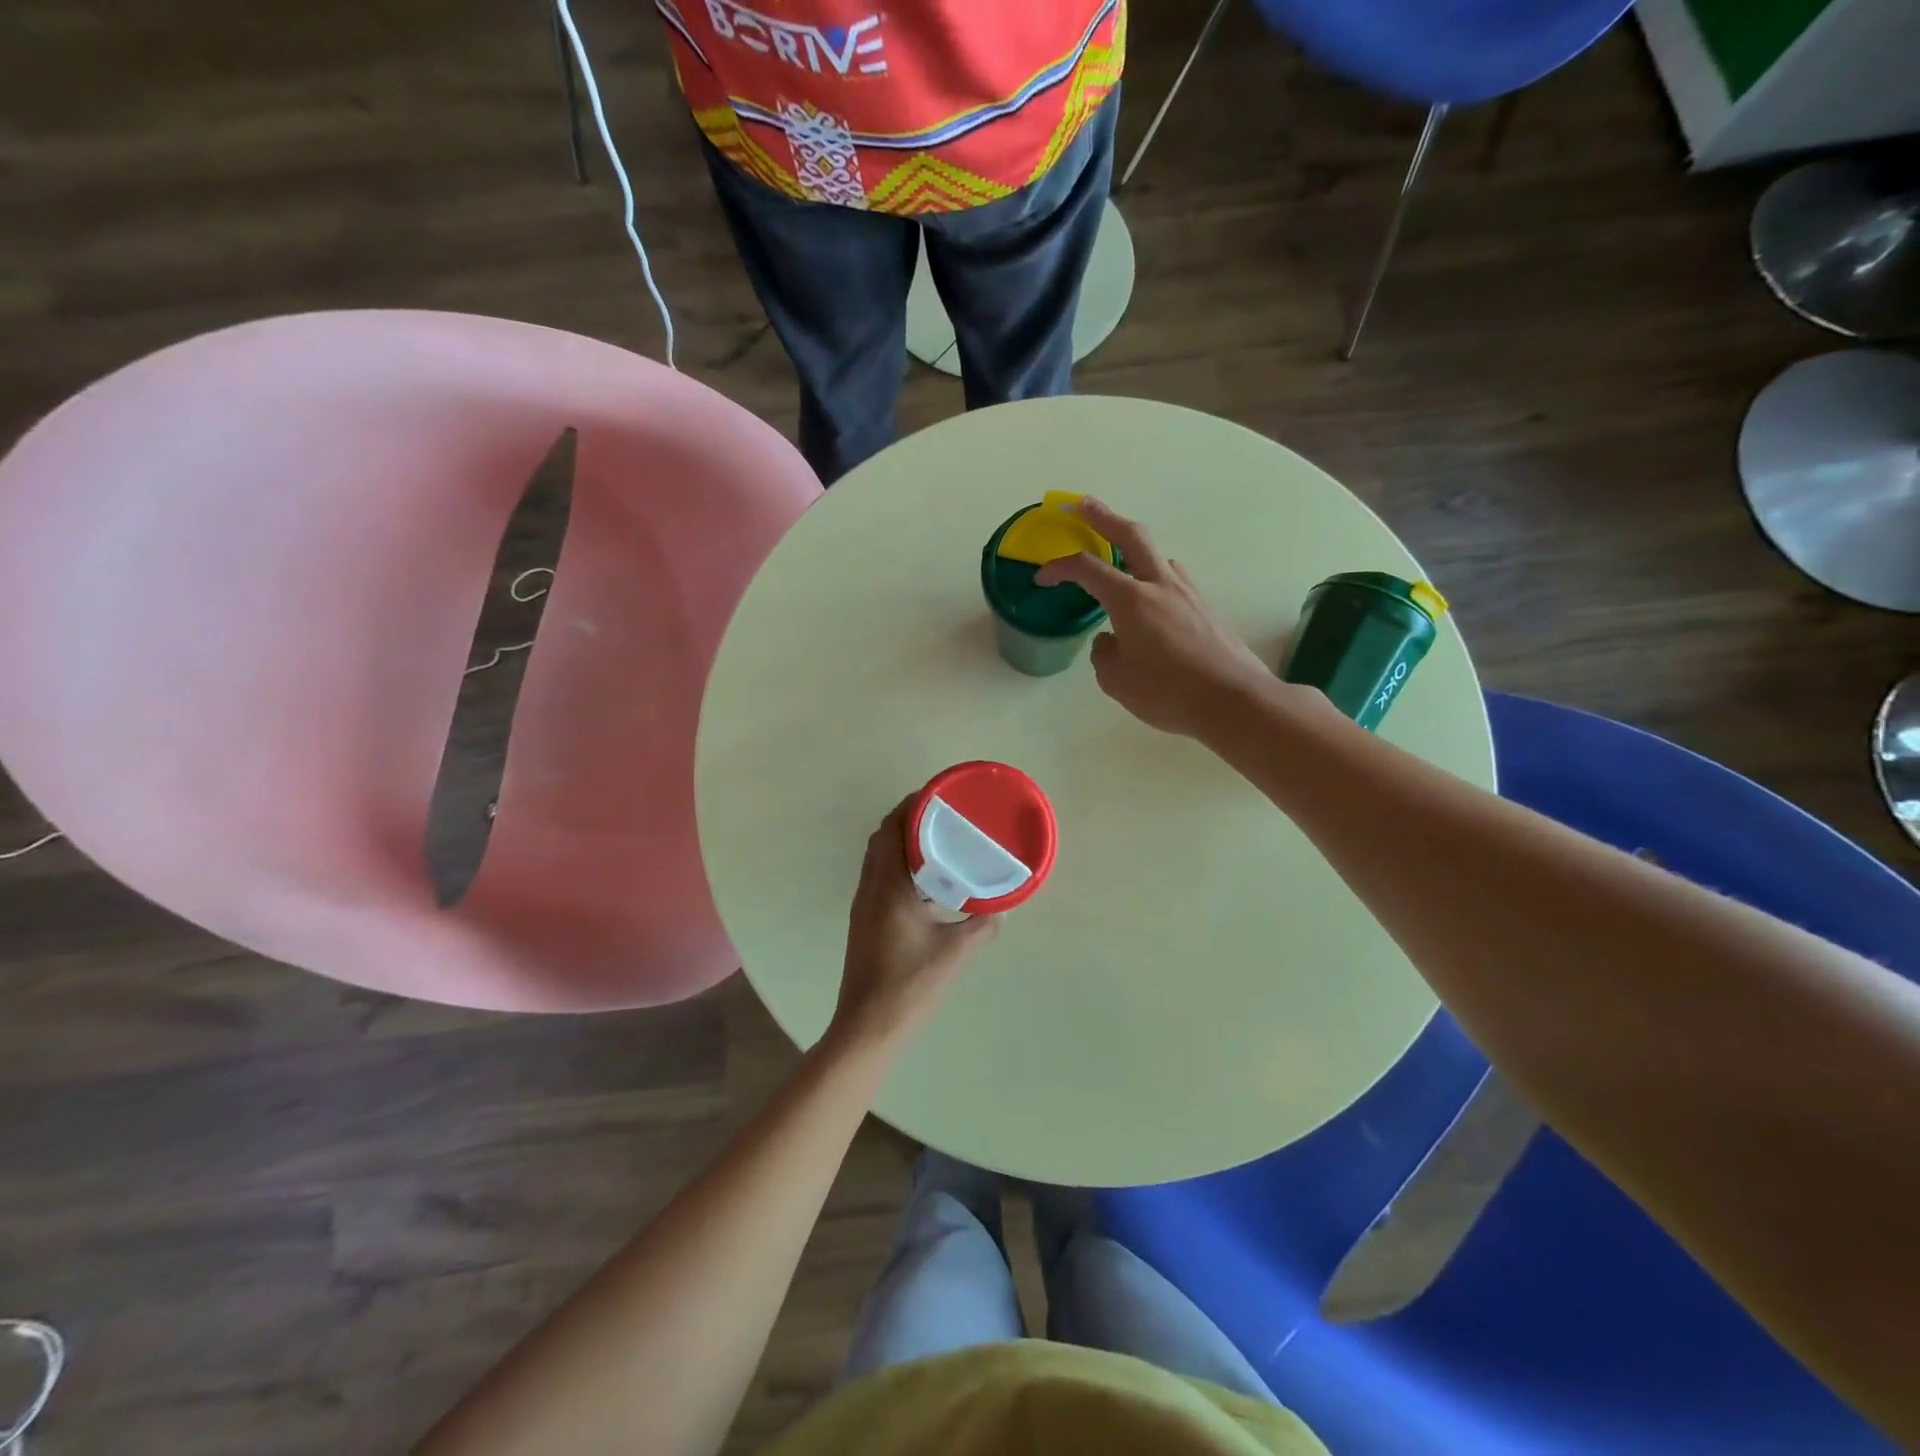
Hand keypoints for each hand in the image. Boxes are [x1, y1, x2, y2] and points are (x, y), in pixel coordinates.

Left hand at [830, 799, 1000, 1050]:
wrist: (868, 1026)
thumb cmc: (910, 984)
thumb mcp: (955, 952)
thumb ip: (982, 926)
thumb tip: (1002, 909)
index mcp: (888, 885)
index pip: (892, 827)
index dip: (912, 804)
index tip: (939, 794)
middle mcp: (870, 887)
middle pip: (883, 837)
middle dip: (909, 818)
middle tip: (943, 815)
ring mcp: (864, 905)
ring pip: (879, 858)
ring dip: (903, 842)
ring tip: (939, 841)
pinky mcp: (866, 920)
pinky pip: (881, 877)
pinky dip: (900, 866)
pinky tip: (928, 883)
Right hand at [1035, 498, 1276, 738]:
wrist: (1234, 700)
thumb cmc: (1168, 692)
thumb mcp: (1117, 681)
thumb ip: (1104, 654)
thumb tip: (1109, 640)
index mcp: (1130, 599)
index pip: (1086, 569)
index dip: (1059, 568)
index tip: (1042, 577)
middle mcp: (1159, 585)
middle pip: (1130, 535)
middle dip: (1103, 516)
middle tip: (1082, 505)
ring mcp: (1187, 593)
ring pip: (1157, 556)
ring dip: (1134, 549)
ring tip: (1121, 562)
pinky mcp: (1205, 608)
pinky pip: (1174, 580)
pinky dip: (1155, 576)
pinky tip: (1153, 600)